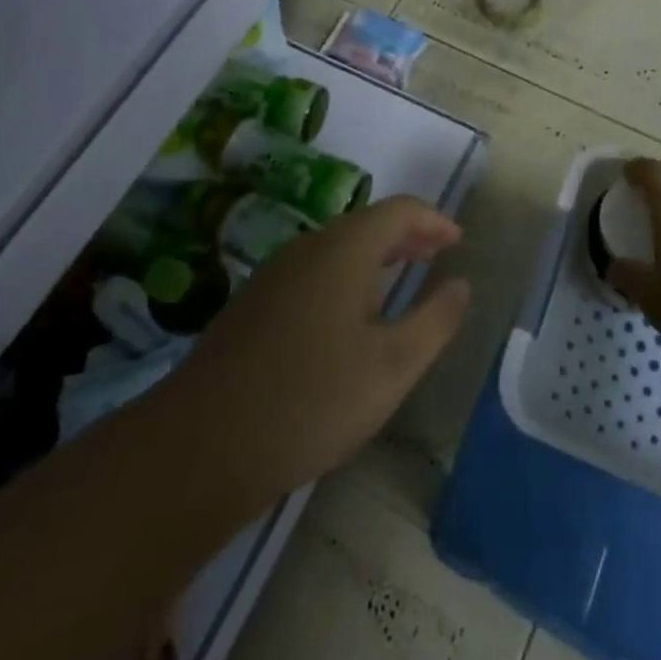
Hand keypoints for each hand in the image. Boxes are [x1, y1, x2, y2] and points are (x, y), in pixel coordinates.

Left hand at [158, 196, 469, 509]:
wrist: (199, 448)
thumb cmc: (310, 401)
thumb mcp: (391, 367)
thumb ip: (434, 321)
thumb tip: (461, 284)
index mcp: (344, 249)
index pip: (399, 211)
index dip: (434, 221)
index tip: (458, 242)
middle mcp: (307, 248)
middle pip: (367, 225)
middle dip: (407, 236)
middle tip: (437, 255)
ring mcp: (274, 275)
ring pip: (337, 249)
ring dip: (375, 257)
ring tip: (399, 282)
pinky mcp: (252, 306)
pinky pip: (313, 272)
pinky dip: (346, 278)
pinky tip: (348, 318)